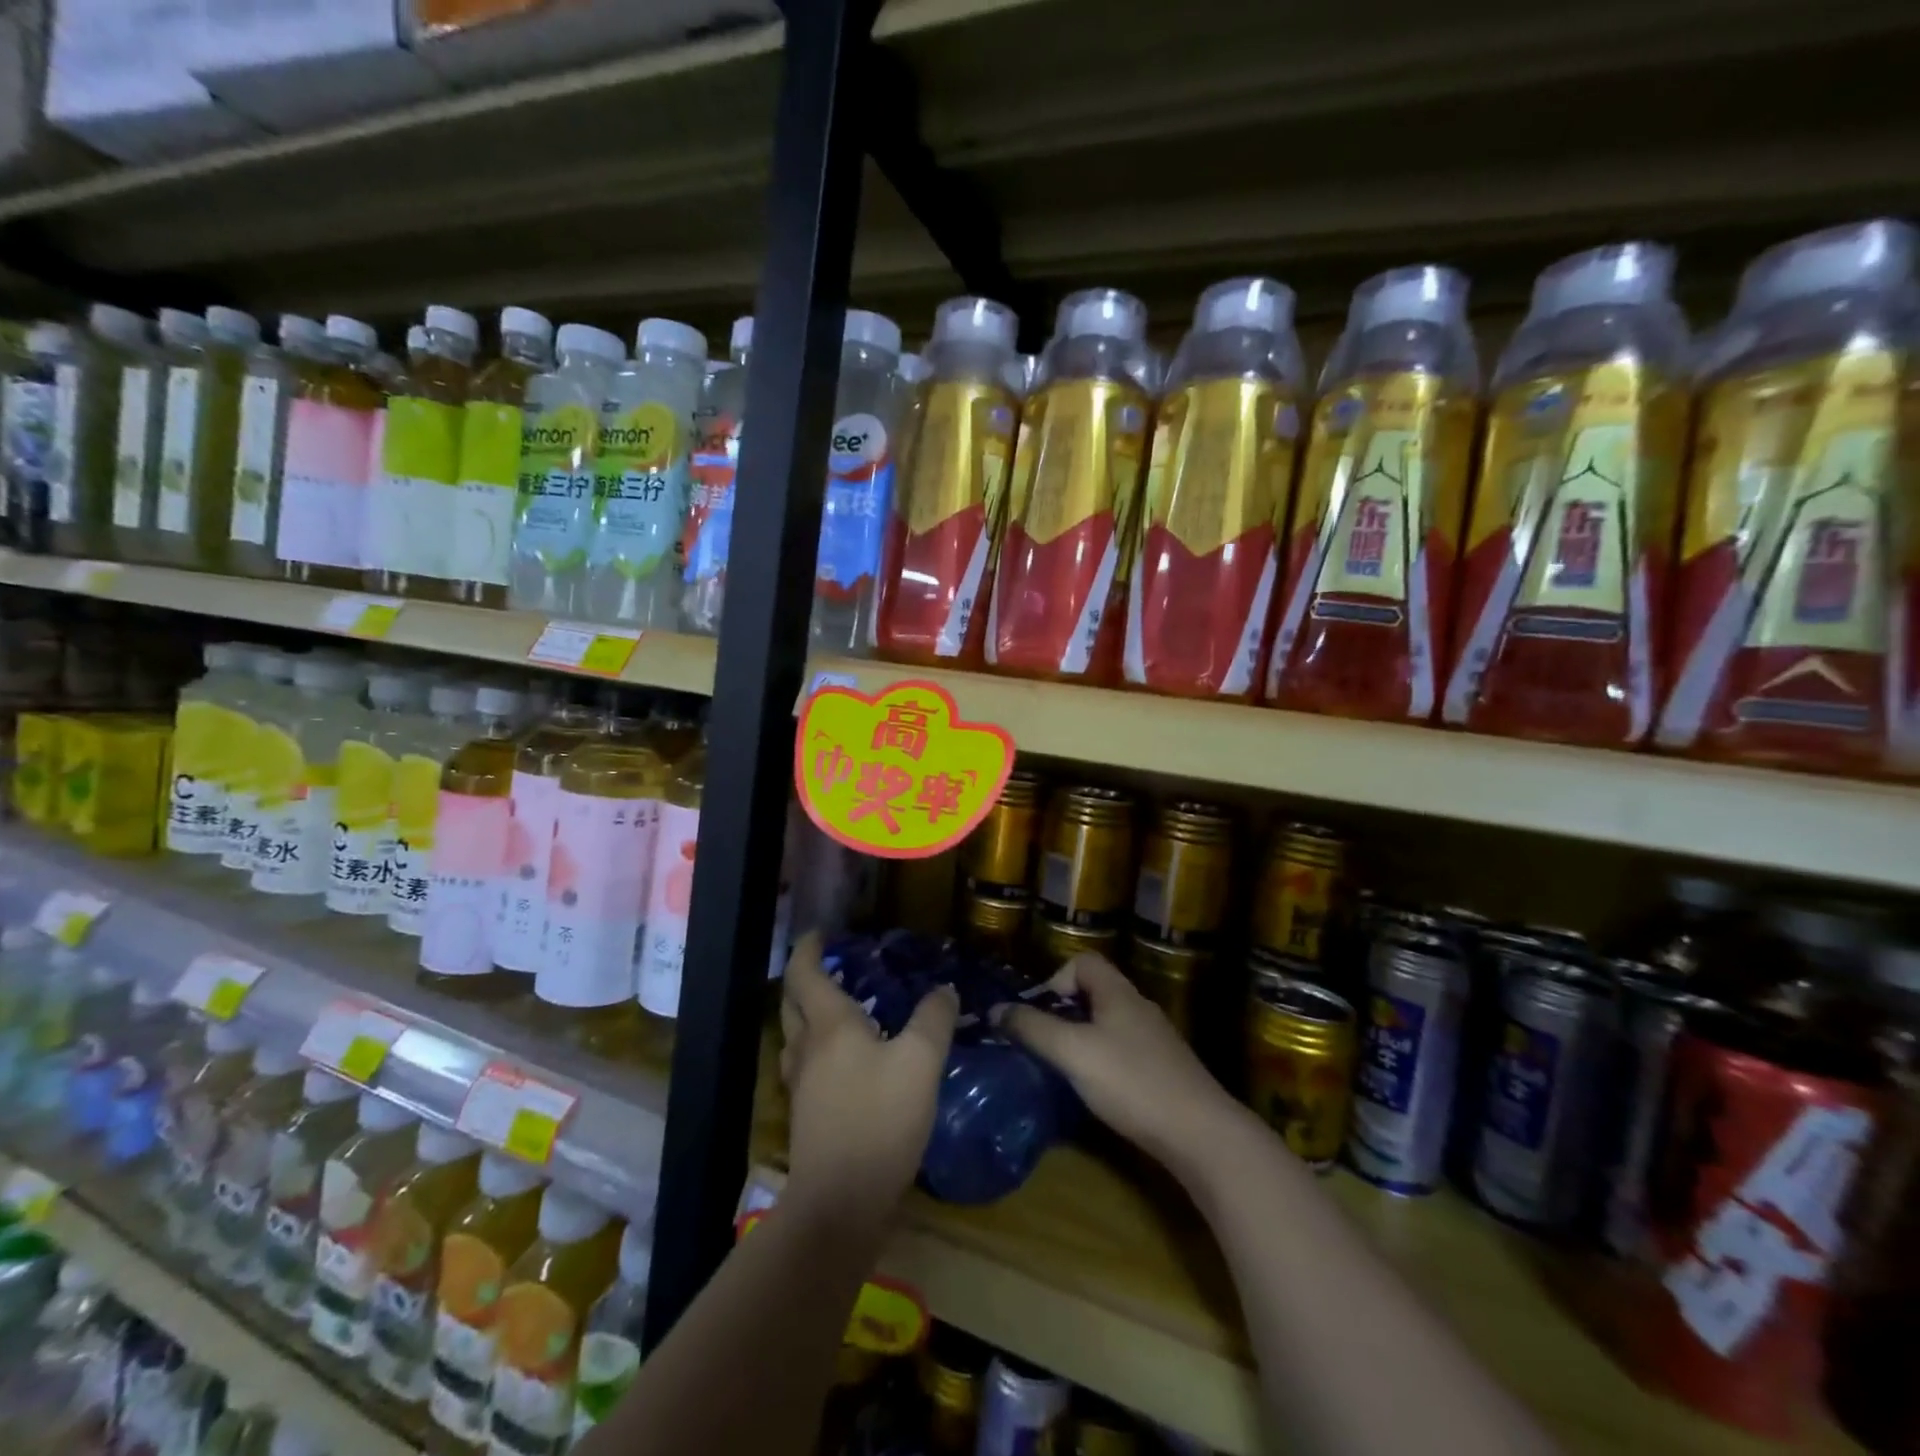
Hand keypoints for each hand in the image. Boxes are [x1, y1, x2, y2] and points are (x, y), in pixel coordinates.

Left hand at [779, 932, 958, 1225]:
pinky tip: (849, 1059)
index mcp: (828, 1026)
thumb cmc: (878, 1120)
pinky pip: (807, 1063)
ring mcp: (801, 1084)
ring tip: (844, 1007)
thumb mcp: (920, 1062)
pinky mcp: (808, 1114)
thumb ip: (933, 1019)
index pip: (805, 973)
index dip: (809, 948)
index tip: (821, 931)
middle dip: (807, 977)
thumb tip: (943, 989)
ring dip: (812, 1013)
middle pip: (793, 1001)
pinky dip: (821, 1046)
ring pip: (797, 1034)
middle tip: (834, 965)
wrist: (840, 1204)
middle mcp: (806, 1048)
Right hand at [1000, 953, 1243, 1175]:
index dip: (1057, 979)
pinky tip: (1099, 1092)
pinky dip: (1104, 1063)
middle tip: (1046, 1045)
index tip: (1043, 1014)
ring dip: (1083, 1040)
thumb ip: (1033, 1029)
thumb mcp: (1073, 1052)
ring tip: (1066, 1070)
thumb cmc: (1132, 1082)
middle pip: (1095, 993)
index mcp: (1119, 994)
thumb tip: (995, 1010)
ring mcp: (1156, 1041)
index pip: (1084, 962)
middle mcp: (1139, 1008)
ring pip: (1109, 1025)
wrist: (1201, 1134)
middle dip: (1065, 1013)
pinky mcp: (1165, 1071)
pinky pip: (1124, 1052)